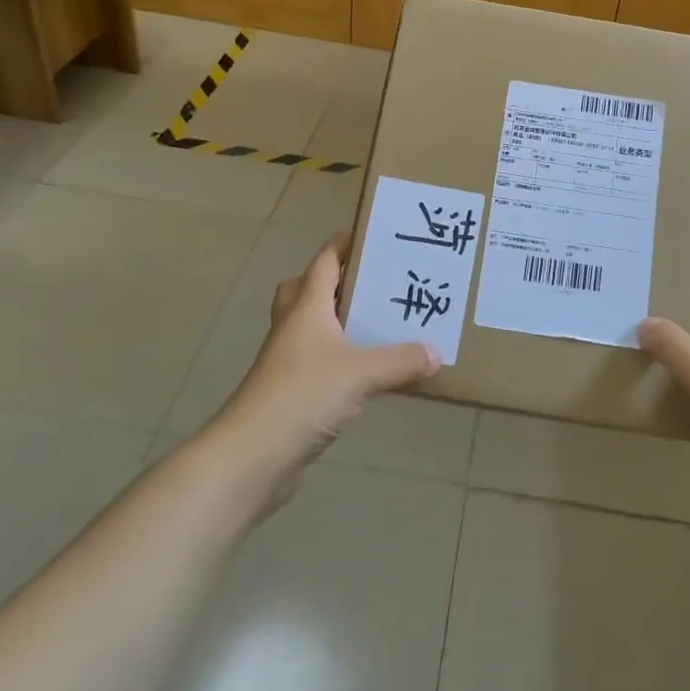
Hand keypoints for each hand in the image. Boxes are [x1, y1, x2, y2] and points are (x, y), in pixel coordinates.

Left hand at [214, 235, 440, 507]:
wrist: (253, 455)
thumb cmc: (303, 395)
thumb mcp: (362, 373)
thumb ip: (401, 360)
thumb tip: (436, 352)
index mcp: (306, 308)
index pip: (324, 262)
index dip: (344, 245)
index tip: (372, 235)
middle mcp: (293, 327)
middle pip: (305, 290)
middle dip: (334, 283)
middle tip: (371, 284)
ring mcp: (288, 361)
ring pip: (311, 328)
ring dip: (337, 323)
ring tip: (378, 325)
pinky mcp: (290, 393)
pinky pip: (318, 363)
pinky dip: (339, 360)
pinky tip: (366, 374)